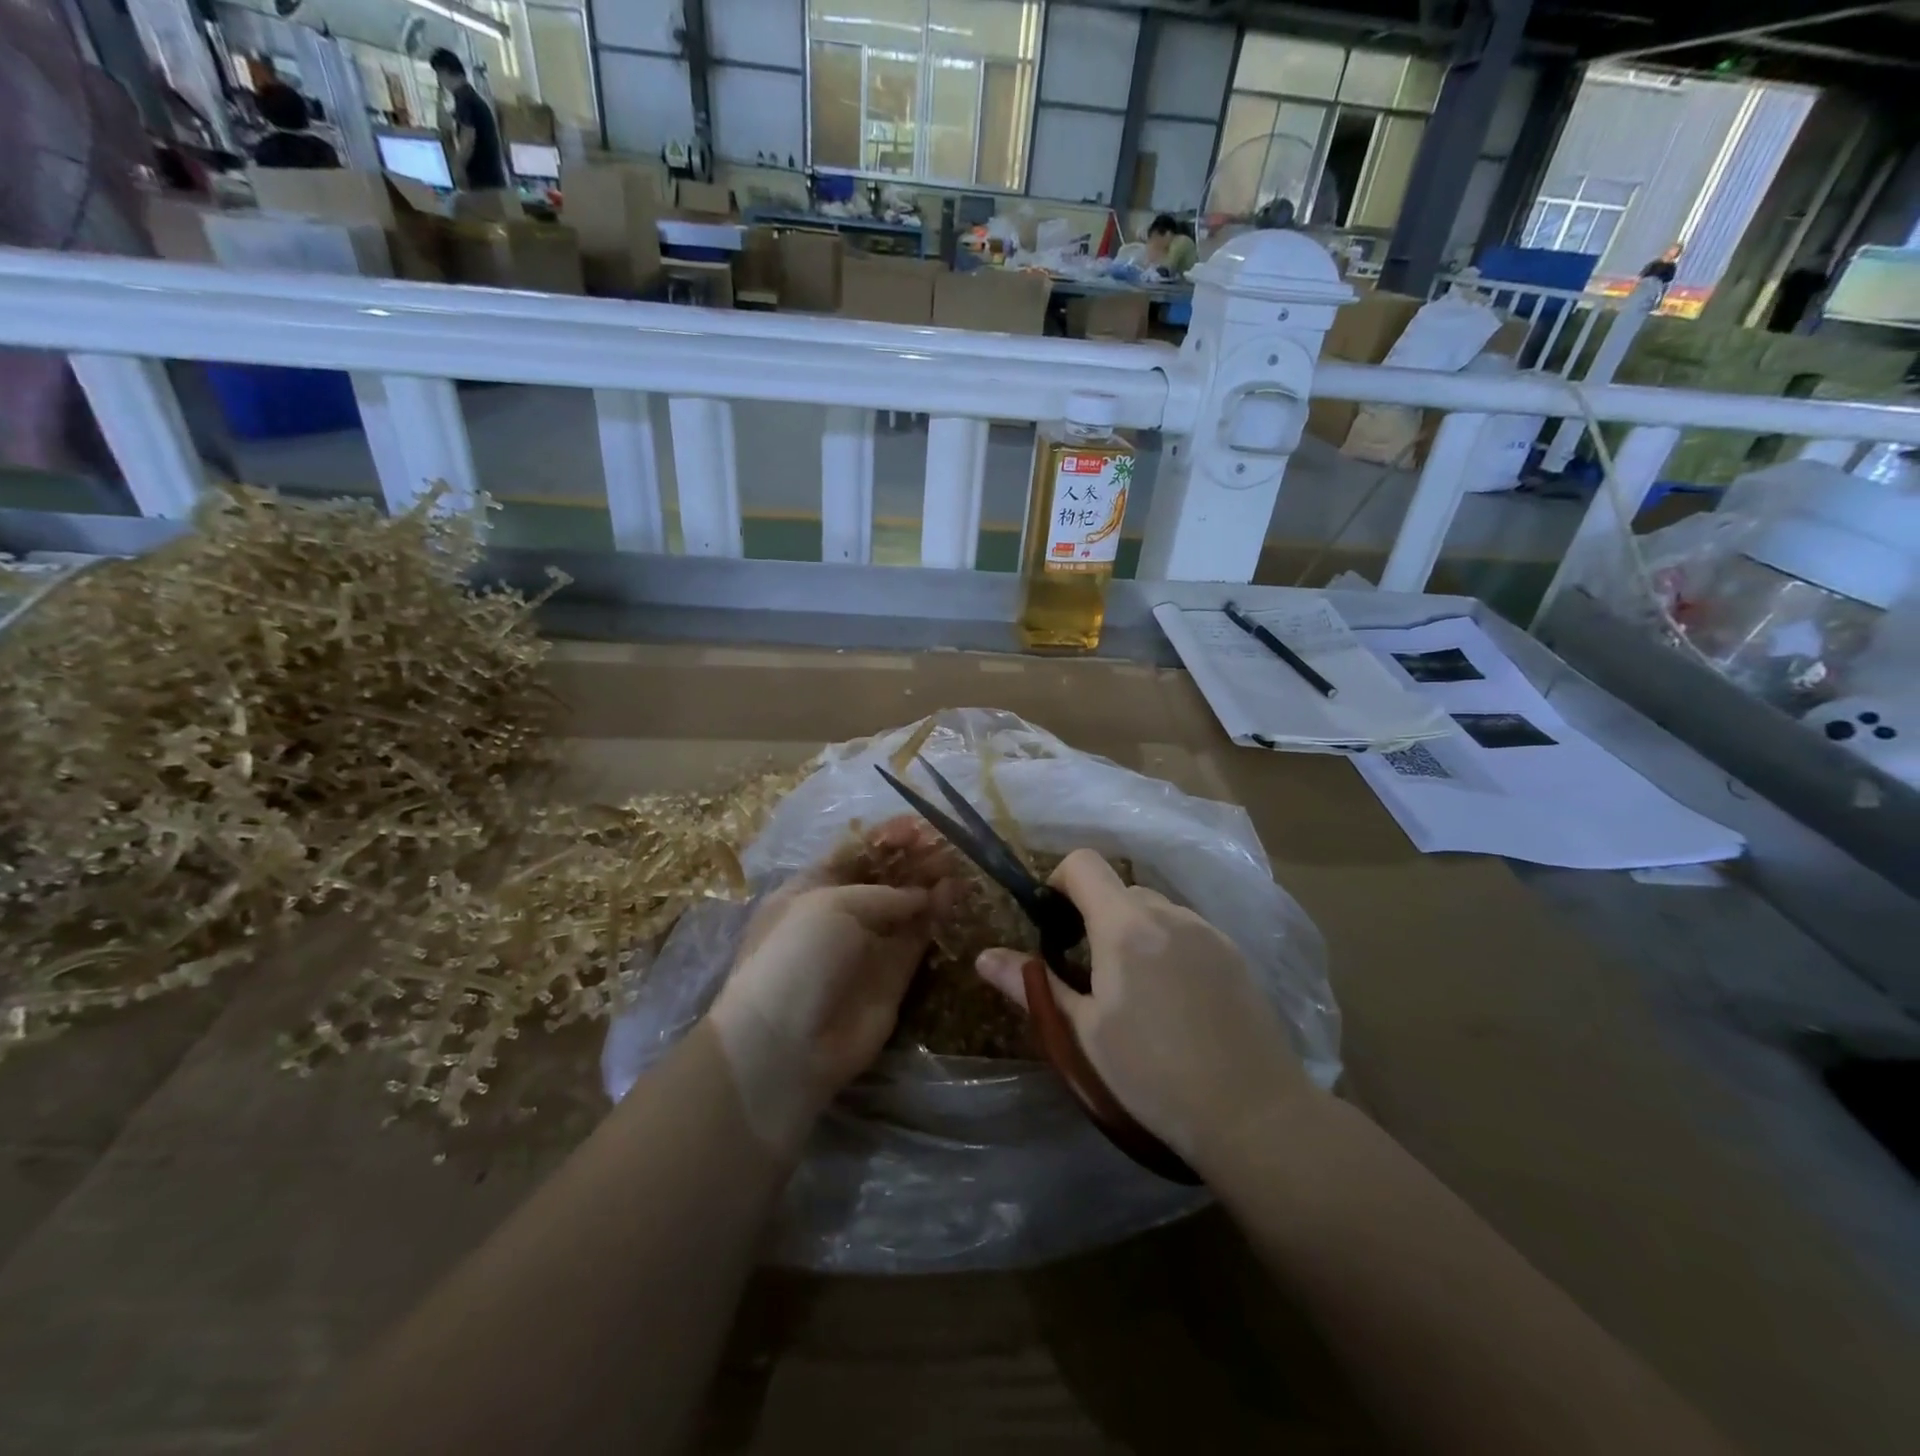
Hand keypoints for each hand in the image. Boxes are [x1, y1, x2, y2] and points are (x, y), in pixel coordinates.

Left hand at [709, 818, 955, 1153]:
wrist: (787, 1044)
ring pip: (905, 905)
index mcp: (811, 889)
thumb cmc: (797, 956)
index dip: (885, 837)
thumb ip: (885, 894)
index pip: (853, 853)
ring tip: (956, 861)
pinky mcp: (893, 975)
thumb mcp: (833, 906)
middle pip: (883, 877)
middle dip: (911, 857)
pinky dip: (936, 914)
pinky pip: (918, 937)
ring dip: (928, 882)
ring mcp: (867, 945)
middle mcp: (840, 913)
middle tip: (944, 843)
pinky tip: (954, 893)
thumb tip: (924, 894)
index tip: (918, 825)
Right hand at [975, 849, 1316, 1170]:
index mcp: (1125, 925)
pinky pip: (1187, 932)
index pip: (1083, 864)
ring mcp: (1208, 932)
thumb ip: (1033, 986)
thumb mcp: (1083, 1033)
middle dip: (1094, 917)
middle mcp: (1169, 914)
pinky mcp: (1235, 955)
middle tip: (1088, 973)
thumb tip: (984, 957)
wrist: (1254, 1114)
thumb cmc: (1153, 1074)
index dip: (1058, 882)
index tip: (1053, 926)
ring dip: (1133, 932)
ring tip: (1135, 993)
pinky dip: (1167, 947)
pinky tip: (1176, 1003)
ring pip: (1155, 911)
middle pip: (1119, 890)